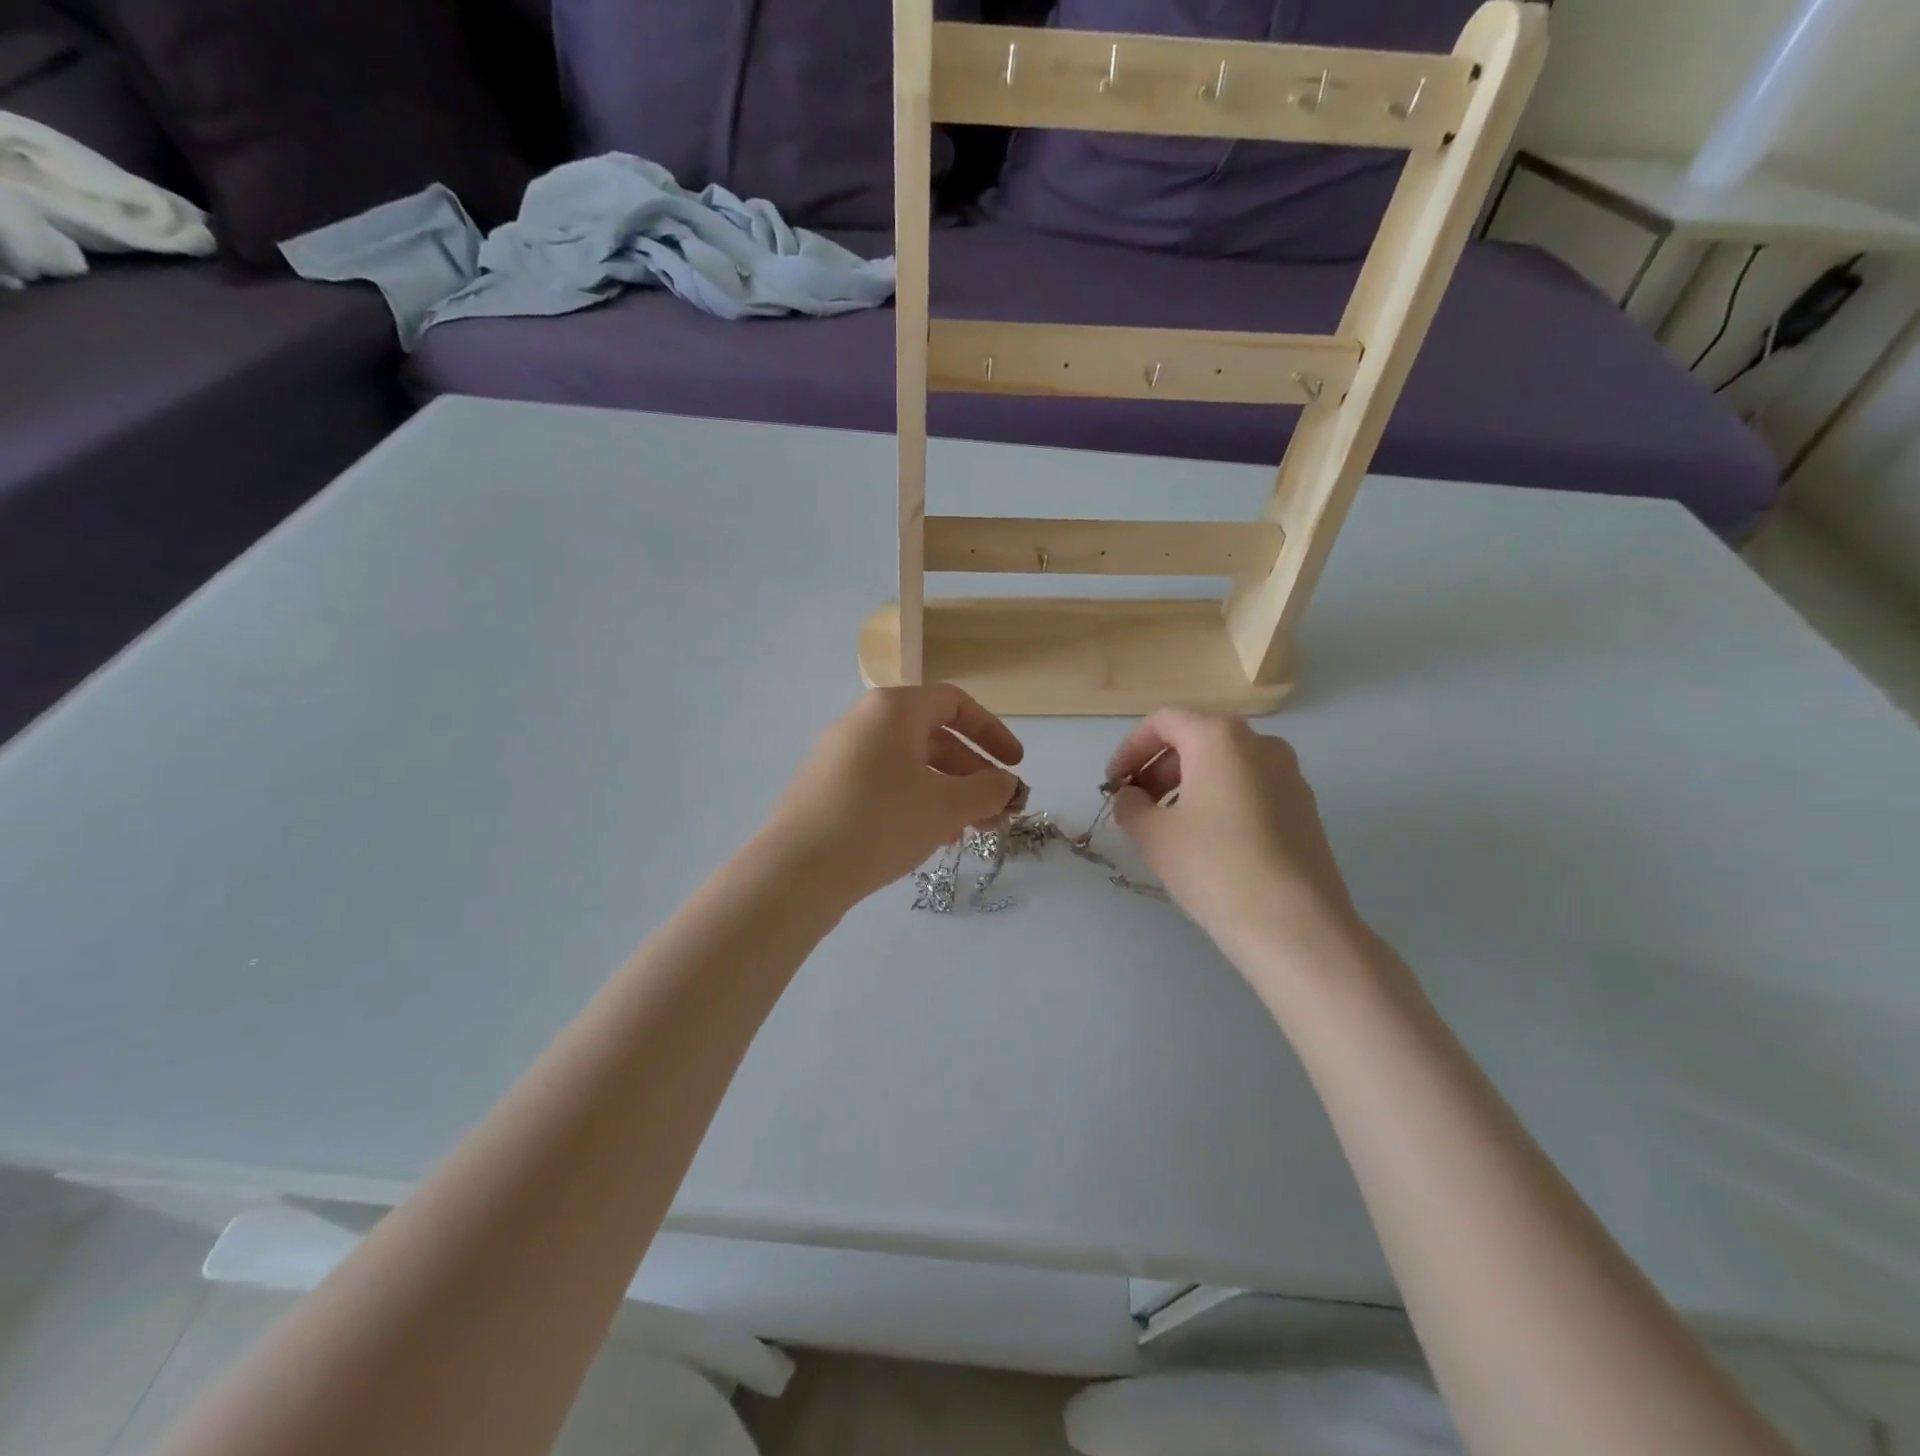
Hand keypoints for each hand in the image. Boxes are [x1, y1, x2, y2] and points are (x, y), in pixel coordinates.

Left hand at [765, 686, 1024, 906]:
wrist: (795, 872)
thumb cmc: (879, 823)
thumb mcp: (945, 806)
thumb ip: (987, 790)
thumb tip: (1007, 784)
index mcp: (892, 710)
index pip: (955, 704)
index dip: (993, 732)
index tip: (1015, 766)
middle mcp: (863, 723)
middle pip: (933, 738)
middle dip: (973, 775)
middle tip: (998, 811)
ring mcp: (840, 757)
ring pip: (910, 767)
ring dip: (948, 794)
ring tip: (971, 831)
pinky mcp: (828, 790)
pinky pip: (884, 786)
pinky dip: (915, 804)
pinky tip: (931, 839)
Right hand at [1106, 710, 1364, 968]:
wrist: (1295, 925)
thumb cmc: (1214, 867)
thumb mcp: (1152, 835)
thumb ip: (1130, 805)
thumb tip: (1131, 797)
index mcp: (1220, 737)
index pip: (1163, 722)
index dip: (1130, 749)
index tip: (1114, 784)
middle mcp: (1260, 744)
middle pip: (1197, 739)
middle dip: (1158, 768)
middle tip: (1137, 806)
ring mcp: (1290, 775)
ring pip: (1225, 765)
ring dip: (1188, 785)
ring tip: (1169, 827)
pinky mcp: (1305, 808)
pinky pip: (1250, 788)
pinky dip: (1220, 801)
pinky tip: (1208, 843)